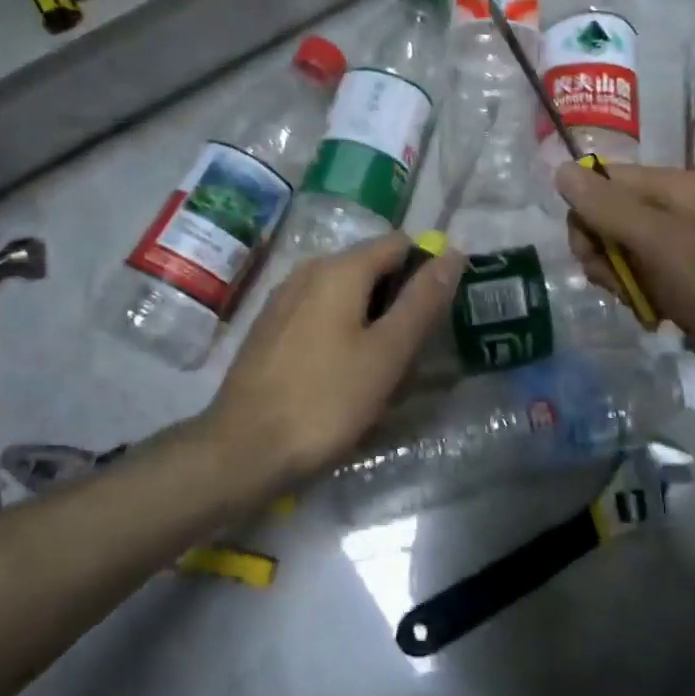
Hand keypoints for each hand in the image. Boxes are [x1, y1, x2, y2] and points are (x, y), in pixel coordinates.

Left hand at [202, 235, 466, 484]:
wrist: (242, 451)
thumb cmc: (325, 401)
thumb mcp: (387, 353)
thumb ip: (422, 301)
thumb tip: (452, 254)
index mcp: (339, 269)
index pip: (399, 244)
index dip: (427, 269)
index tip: (440, 313)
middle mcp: (308, 270)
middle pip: (372, 266)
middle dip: (400, 299)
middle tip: (415, 349)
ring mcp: (283, 299)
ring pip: (346, 293)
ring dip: (373, 319)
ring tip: (384, 367)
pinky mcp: (269, 328)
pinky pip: (321, 314)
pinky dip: (344, 331)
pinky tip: (345, 373)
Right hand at [557, 161, 694, 398]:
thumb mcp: (658, 242)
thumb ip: (608, 206)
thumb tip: (560, 170)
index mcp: (671, 187)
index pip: (600, 182)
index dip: (586, 217)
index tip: (594, 254)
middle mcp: (674, 208)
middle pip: (606, 219)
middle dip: (602, 255)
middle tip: (618, 284)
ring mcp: (681, 245)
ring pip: (621, 254)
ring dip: (621, 281)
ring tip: (642, 304)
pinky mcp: (686, 279)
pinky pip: (642, 279)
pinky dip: (640, 298)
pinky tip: (655, 317)